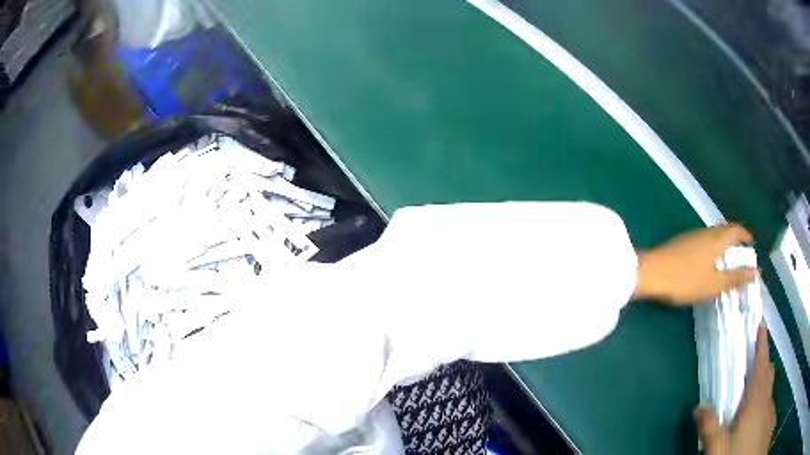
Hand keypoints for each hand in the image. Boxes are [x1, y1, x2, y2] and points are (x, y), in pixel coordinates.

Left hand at [634, 224, 755, 304]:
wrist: (653, 272)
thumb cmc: (687, 279)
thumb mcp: (715, 283)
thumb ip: (735, 278)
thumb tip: (756, 272)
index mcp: (718, 238)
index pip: (736, 230)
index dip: (745, 235)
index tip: (751, 244)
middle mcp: (707, 232)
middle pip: (725, 229)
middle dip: (735, 239)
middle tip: (741, 252)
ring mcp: (693, 235)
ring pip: (714, 234)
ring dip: (723, 243)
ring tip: (727, 259)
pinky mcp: (683, 242)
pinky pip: (704, 240)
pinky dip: (712, 247)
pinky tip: (708, 261)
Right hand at [695, 325, 775, 454]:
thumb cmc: (737, 452)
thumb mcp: (719, 447)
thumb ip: (710, 428)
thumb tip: (697, 408)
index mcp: (754, 399)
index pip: (759, 367)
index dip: (761, 346)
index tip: (762, 326)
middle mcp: (764, 399)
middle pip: (767, 374)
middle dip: (765, 360)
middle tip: (761, 350)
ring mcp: (766, 409)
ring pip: (770, 385)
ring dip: (767, 374)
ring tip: (764, 370)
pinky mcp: (766, 418)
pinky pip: (769, 396)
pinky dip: (767, 390)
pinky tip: (762, 399)